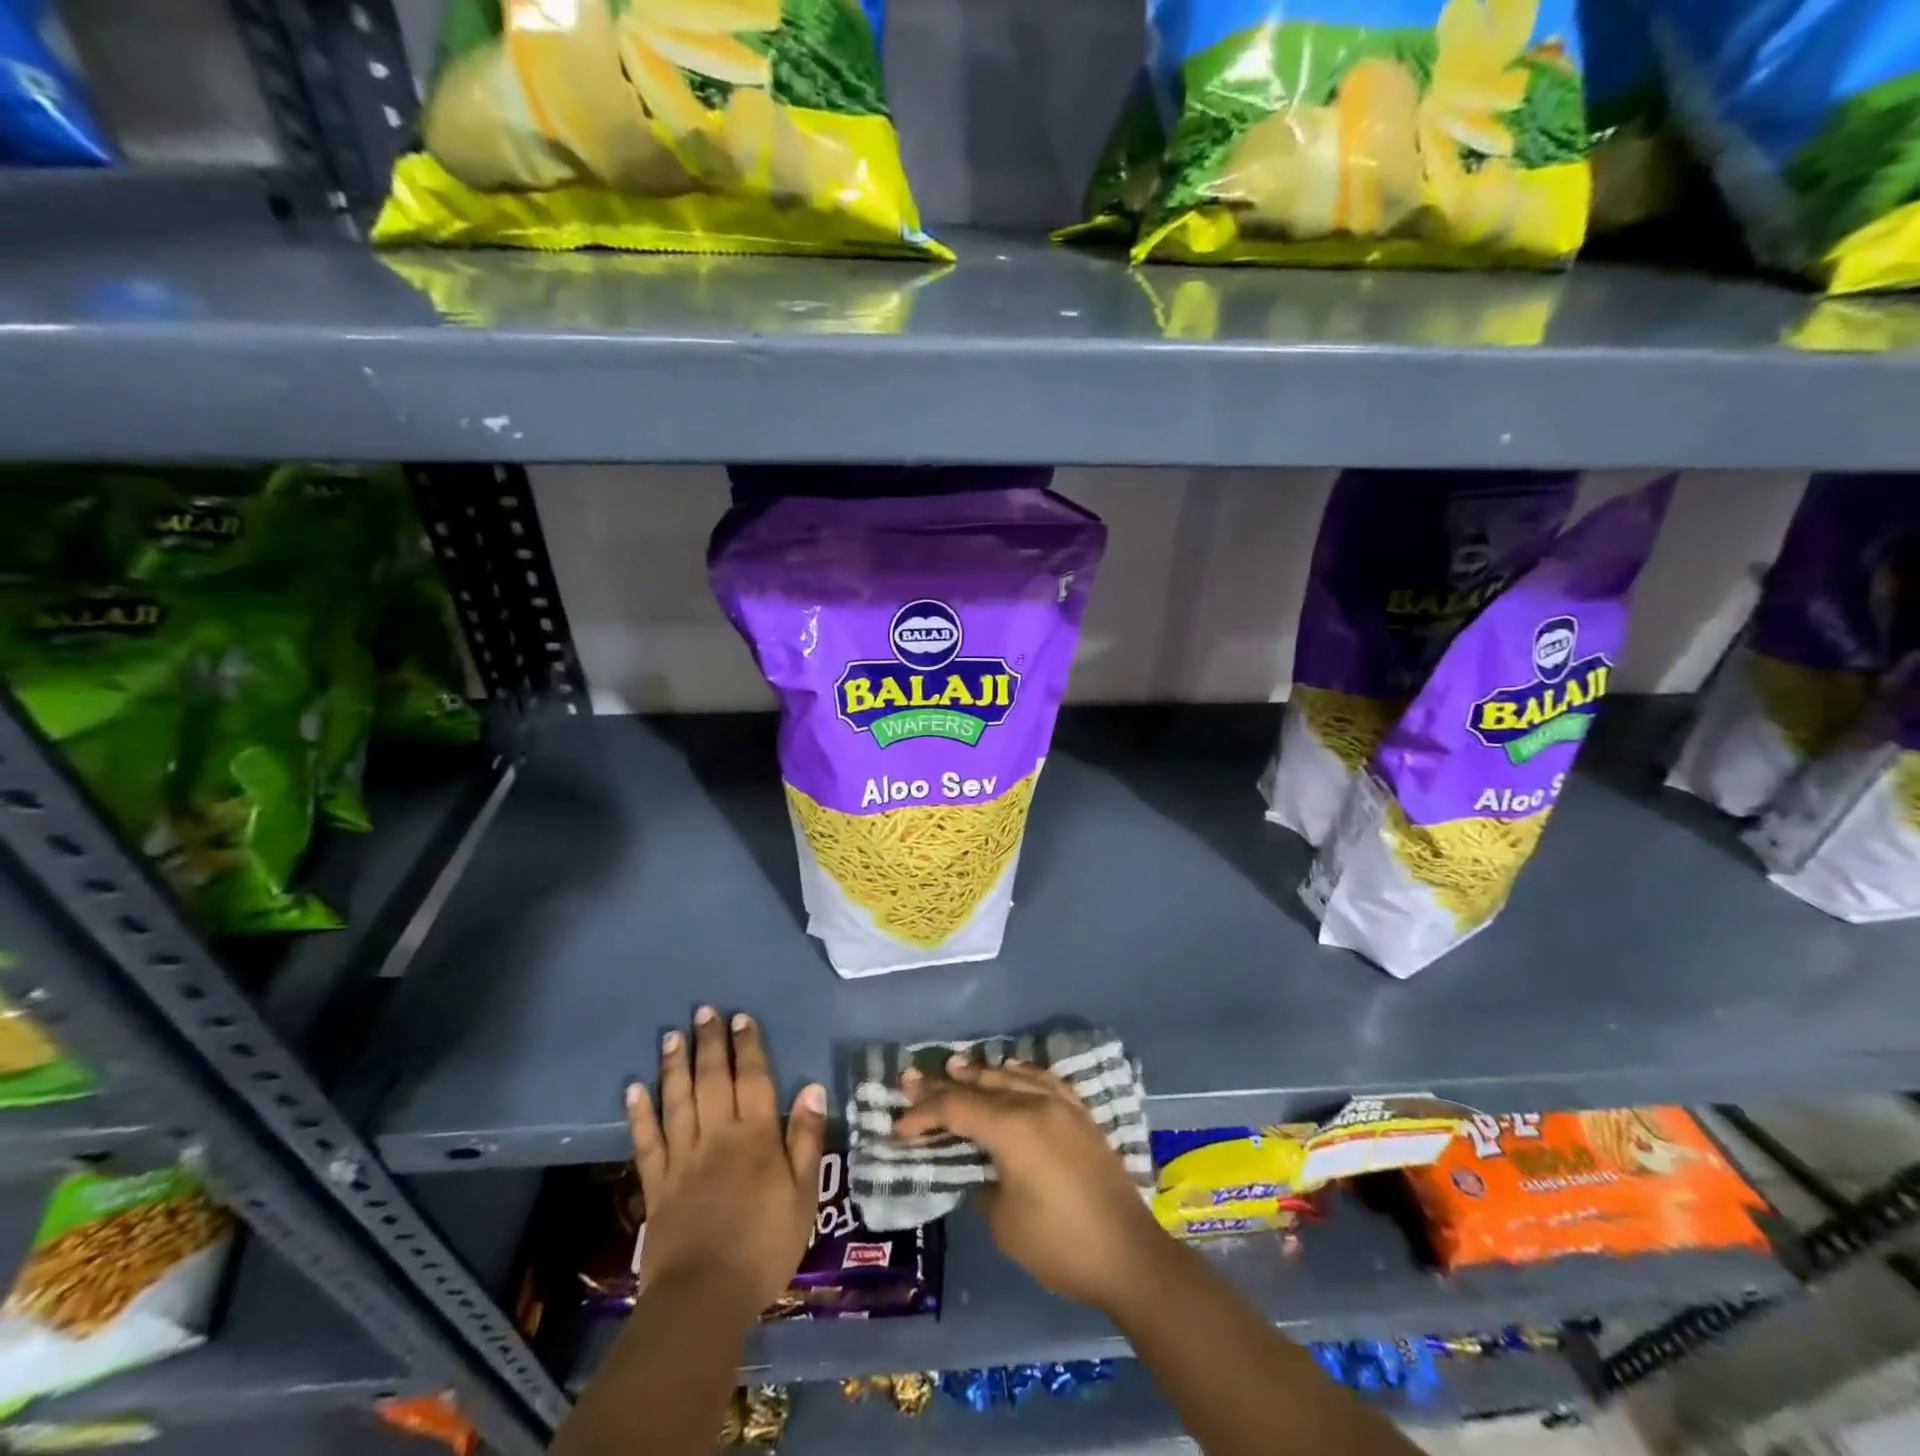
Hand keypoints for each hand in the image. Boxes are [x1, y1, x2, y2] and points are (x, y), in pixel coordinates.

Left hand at [626, 1006, 826, 1317]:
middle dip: (710, 1043)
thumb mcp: (804, 1195)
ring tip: (672, 1036)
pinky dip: (638, 1114)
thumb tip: (813, 1088)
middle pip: (713, 1080)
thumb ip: (807, 1140)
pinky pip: (646, 1142)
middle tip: (704, 1012)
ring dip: (675, 1066)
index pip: (753, 1079)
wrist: (704, 1298)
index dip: (748, 1046)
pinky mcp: (657, 1185)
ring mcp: (683, 1159)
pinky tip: (632, 1089)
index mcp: (756, 1137)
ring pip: (678, 1101)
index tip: (741, 1018)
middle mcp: (717, 1136)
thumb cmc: (765, 1246)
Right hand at [894, 1057, 1166, 1311]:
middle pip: (981, 1085)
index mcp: (1013, 1128)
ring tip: (955, 1066)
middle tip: (913, 1078)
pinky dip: (1018, 1073)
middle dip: (945, 1084)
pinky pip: (1042, 1080)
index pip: (957, 1108)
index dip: (924, 1114)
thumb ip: (982, 1183)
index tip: (899, 1126)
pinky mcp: (1080, 1115)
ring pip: (1012, 1075)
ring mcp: (1062, 1105)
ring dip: (981, 1072)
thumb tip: (978, 1168)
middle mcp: (1036, 1104)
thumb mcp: (1004, 1222)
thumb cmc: (1060, 1245)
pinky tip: (1010, 1072)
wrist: (1128, 1255)